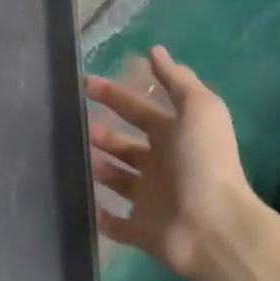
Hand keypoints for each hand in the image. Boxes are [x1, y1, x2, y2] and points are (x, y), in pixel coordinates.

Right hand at [85, 45, 257, 280]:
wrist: (212, 227)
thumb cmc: (203, 163)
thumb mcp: (199, 110)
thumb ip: (177, 80)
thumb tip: (155, 50)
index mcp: (174, 137)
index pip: (138, 110)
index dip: (113, 95)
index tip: (83, 83)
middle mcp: (161, 166)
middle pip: (125, 145)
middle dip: (100, 132)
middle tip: (70, 121)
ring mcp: (149, 199)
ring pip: (116, 179)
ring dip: (96, 167)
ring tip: (67, 155)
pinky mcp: (139, 230)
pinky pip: (113, 221)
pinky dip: (97, 213)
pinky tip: (78, 200)